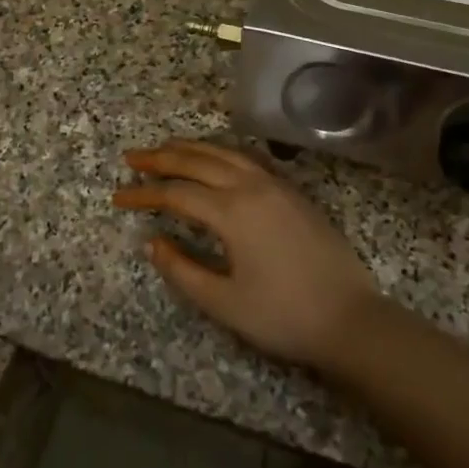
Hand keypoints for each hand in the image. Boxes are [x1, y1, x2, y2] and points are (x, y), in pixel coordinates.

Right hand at [115, 139, 379, 369]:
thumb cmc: (284, 315)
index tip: (117, 196)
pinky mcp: (292, 192)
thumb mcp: (224, 303)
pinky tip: (215, 157)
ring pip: (225, 152)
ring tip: (166, 148)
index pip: (177, 193)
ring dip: (192, 148)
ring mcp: (276, 185)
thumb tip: (151, 242)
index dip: (144, 194)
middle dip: (161, 158)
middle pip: (198, 161)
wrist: (350, 319)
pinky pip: (248, 158)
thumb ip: (182, 270)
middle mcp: (252, 186)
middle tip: (132, 157)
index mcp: (232, 211)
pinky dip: (222, 151)